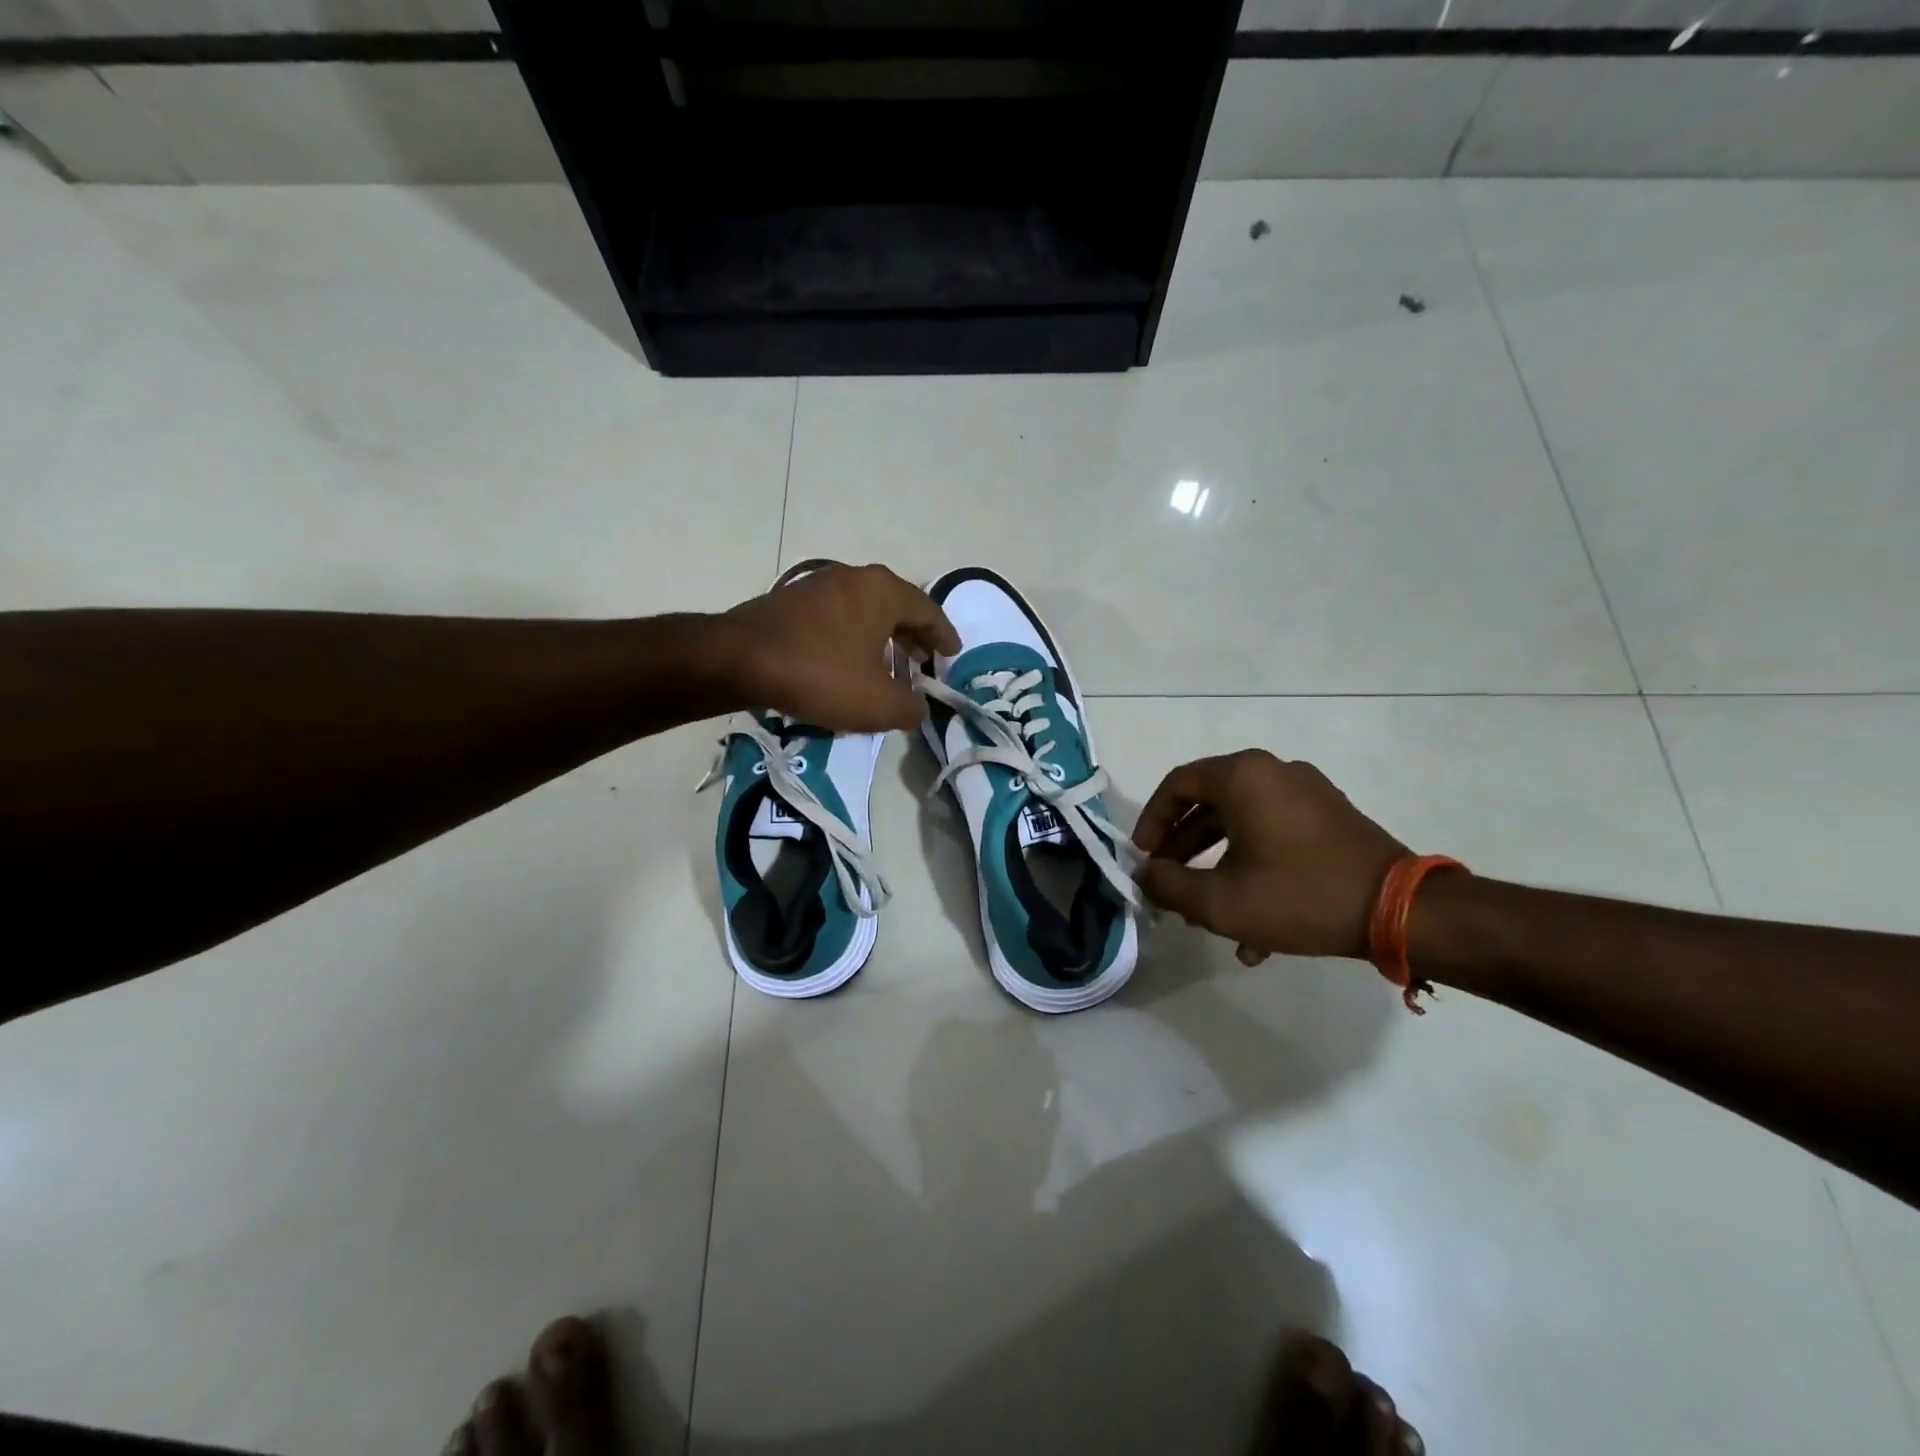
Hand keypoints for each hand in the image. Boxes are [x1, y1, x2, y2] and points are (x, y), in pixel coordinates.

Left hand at [717, 563, 959, 732]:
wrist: (737, 660)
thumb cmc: (820, 675)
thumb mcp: (878, 704)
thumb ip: (911, 708)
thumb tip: (919, 707)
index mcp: (883, 591)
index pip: (928, 611)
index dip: (944, 636)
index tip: (952, 655)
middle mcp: (854, 577)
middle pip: (896, 605)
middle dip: (913, 635)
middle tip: (924, 660)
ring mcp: (819, 584)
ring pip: (865, 609)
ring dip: (882, 636)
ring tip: (888, 665)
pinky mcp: (790, 599)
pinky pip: (837, 616)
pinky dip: (853, 636)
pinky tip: (848, 662)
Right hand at [1132, 750, 1406, 962]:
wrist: (1401, 911)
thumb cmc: (1299, 896)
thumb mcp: (1220, 901)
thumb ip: (1168, 884)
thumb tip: (1144, 873)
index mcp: (1243, 777)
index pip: (1177, 785)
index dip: (1151, 821)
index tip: (1142, 857)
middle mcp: (1273, 772)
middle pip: (1208, 804)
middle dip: (1183, 849)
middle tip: (1168, 883)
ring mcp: (1306, 793)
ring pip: (1241, 824)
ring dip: (1216, 865)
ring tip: (1206, 914)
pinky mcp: (1329, 817)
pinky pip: (1274, 834)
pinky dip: (1254, 866)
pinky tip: (1254, 928)